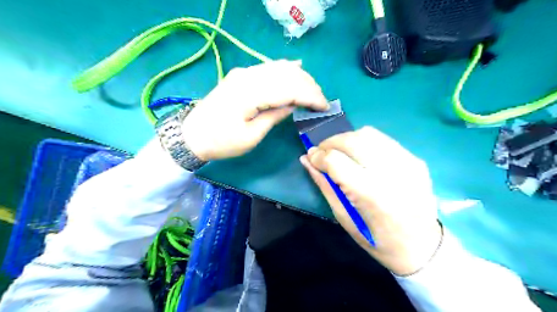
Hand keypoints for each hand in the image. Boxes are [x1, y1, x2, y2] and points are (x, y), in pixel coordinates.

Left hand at [183, 59, 326, 159]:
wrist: (193, 135)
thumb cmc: (222, 142)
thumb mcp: (251, 136)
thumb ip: (274, 116)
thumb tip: (294, 105)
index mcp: (251, 94)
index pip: (289, 89)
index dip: (310, 96)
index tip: (325, 107)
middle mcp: (248, 77)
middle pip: (287, 74)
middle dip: (309, 86)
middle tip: (322, 100)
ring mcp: (244, 73)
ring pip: (279, 68)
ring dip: (300, 77)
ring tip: (313, 90)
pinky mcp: (241, 75)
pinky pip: (268, 67)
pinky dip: (285, 68)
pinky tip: (297, 67)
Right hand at [303, 127, 441, 275]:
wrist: (421, 246)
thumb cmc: (376, 238)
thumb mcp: (343, 216)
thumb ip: (324, 184)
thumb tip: (306, 160)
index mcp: (369, 194)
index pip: (335, 161)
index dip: (318, 156)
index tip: (310, 156)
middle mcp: (390, 173)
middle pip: (352, 140)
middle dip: (331, 142)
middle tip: (323, 152)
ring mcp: (407, 163)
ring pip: (369, 134)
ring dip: (348, 139)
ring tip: (341, 151)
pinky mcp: (416, 160)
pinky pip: (384, 140)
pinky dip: (366, 143)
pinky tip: (362, 156)